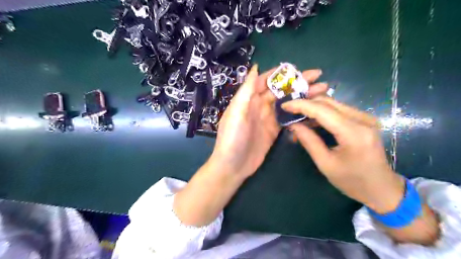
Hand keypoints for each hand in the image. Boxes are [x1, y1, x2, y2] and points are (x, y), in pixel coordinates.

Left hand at [173, 66, 327, 226]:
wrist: (233, 166)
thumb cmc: (232, 138)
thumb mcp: (237, 112)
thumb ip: (246, 91)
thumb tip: (254, 68)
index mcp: (249, 99)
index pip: (265, 81)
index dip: (280, 73)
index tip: (298, 68)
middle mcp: (259, 106)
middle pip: (280, 90)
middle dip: (297, 82)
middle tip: (318, 77)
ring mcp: (268, 118)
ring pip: (286, 103)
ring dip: (302, 96)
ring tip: (322, 90)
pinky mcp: (274, 130)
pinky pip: (288, 118)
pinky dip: (299, 112)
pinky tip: (312, 108)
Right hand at [283, 97, 440, 244]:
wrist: (383, 188)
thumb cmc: (353, 181)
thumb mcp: (326, 164)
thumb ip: (309, 141)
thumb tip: (293, 125)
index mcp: (353, 133)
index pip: (322, 110)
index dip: (301, 105)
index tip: (284, 105)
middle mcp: (362, 119)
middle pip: (328, 102)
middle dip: (305, 104)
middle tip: (288, 112)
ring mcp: (365, 118)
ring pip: (333, 104)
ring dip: (313, 108)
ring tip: (297, 118)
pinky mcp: (364, 120)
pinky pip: (338, 110)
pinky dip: (322, 113)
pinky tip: (311, 121)